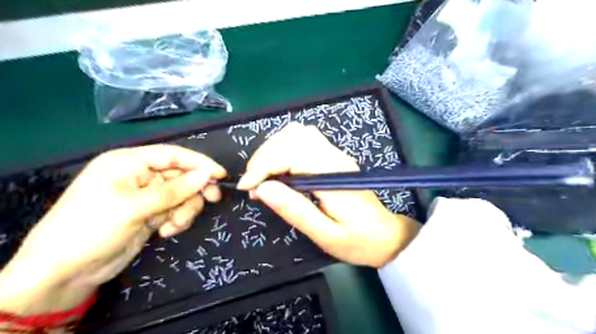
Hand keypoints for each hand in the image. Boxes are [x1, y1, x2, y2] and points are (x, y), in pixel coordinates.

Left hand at [0, 143, 227, 315]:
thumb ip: (174, 190)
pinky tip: (166, 232)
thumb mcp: (134, 207)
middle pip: (181, 175)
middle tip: (212, 199)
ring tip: (174, 225)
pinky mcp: (152, 214)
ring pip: (182, 195)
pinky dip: (178, 220)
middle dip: (195, 190)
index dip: (199, 163)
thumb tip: (207, 175)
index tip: (221, 174)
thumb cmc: (92, 228)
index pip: (173, 155)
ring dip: (185, 209)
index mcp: (129, 163)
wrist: (65, 272)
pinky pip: (177, 210)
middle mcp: (140, 176)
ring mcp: (147, 196)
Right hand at [238, 123, 417, 267]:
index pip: (292, 153)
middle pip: (292, 136)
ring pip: (297, 133)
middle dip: (264, 156)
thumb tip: (263, 189)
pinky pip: (304, 140)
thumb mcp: (325, 234)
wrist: (386, 236)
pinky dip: (283, 150)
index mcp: (333, 176)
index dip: (263, 166)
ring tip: (262, 176)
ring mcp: (335, 154)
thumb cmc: (358, 241)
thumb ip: (295, 210)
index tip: (248, 187)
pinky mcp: (333, 157)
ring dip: (273, 150)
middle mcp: (335, 157)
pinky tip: (278, 170)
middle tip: (253, 183)